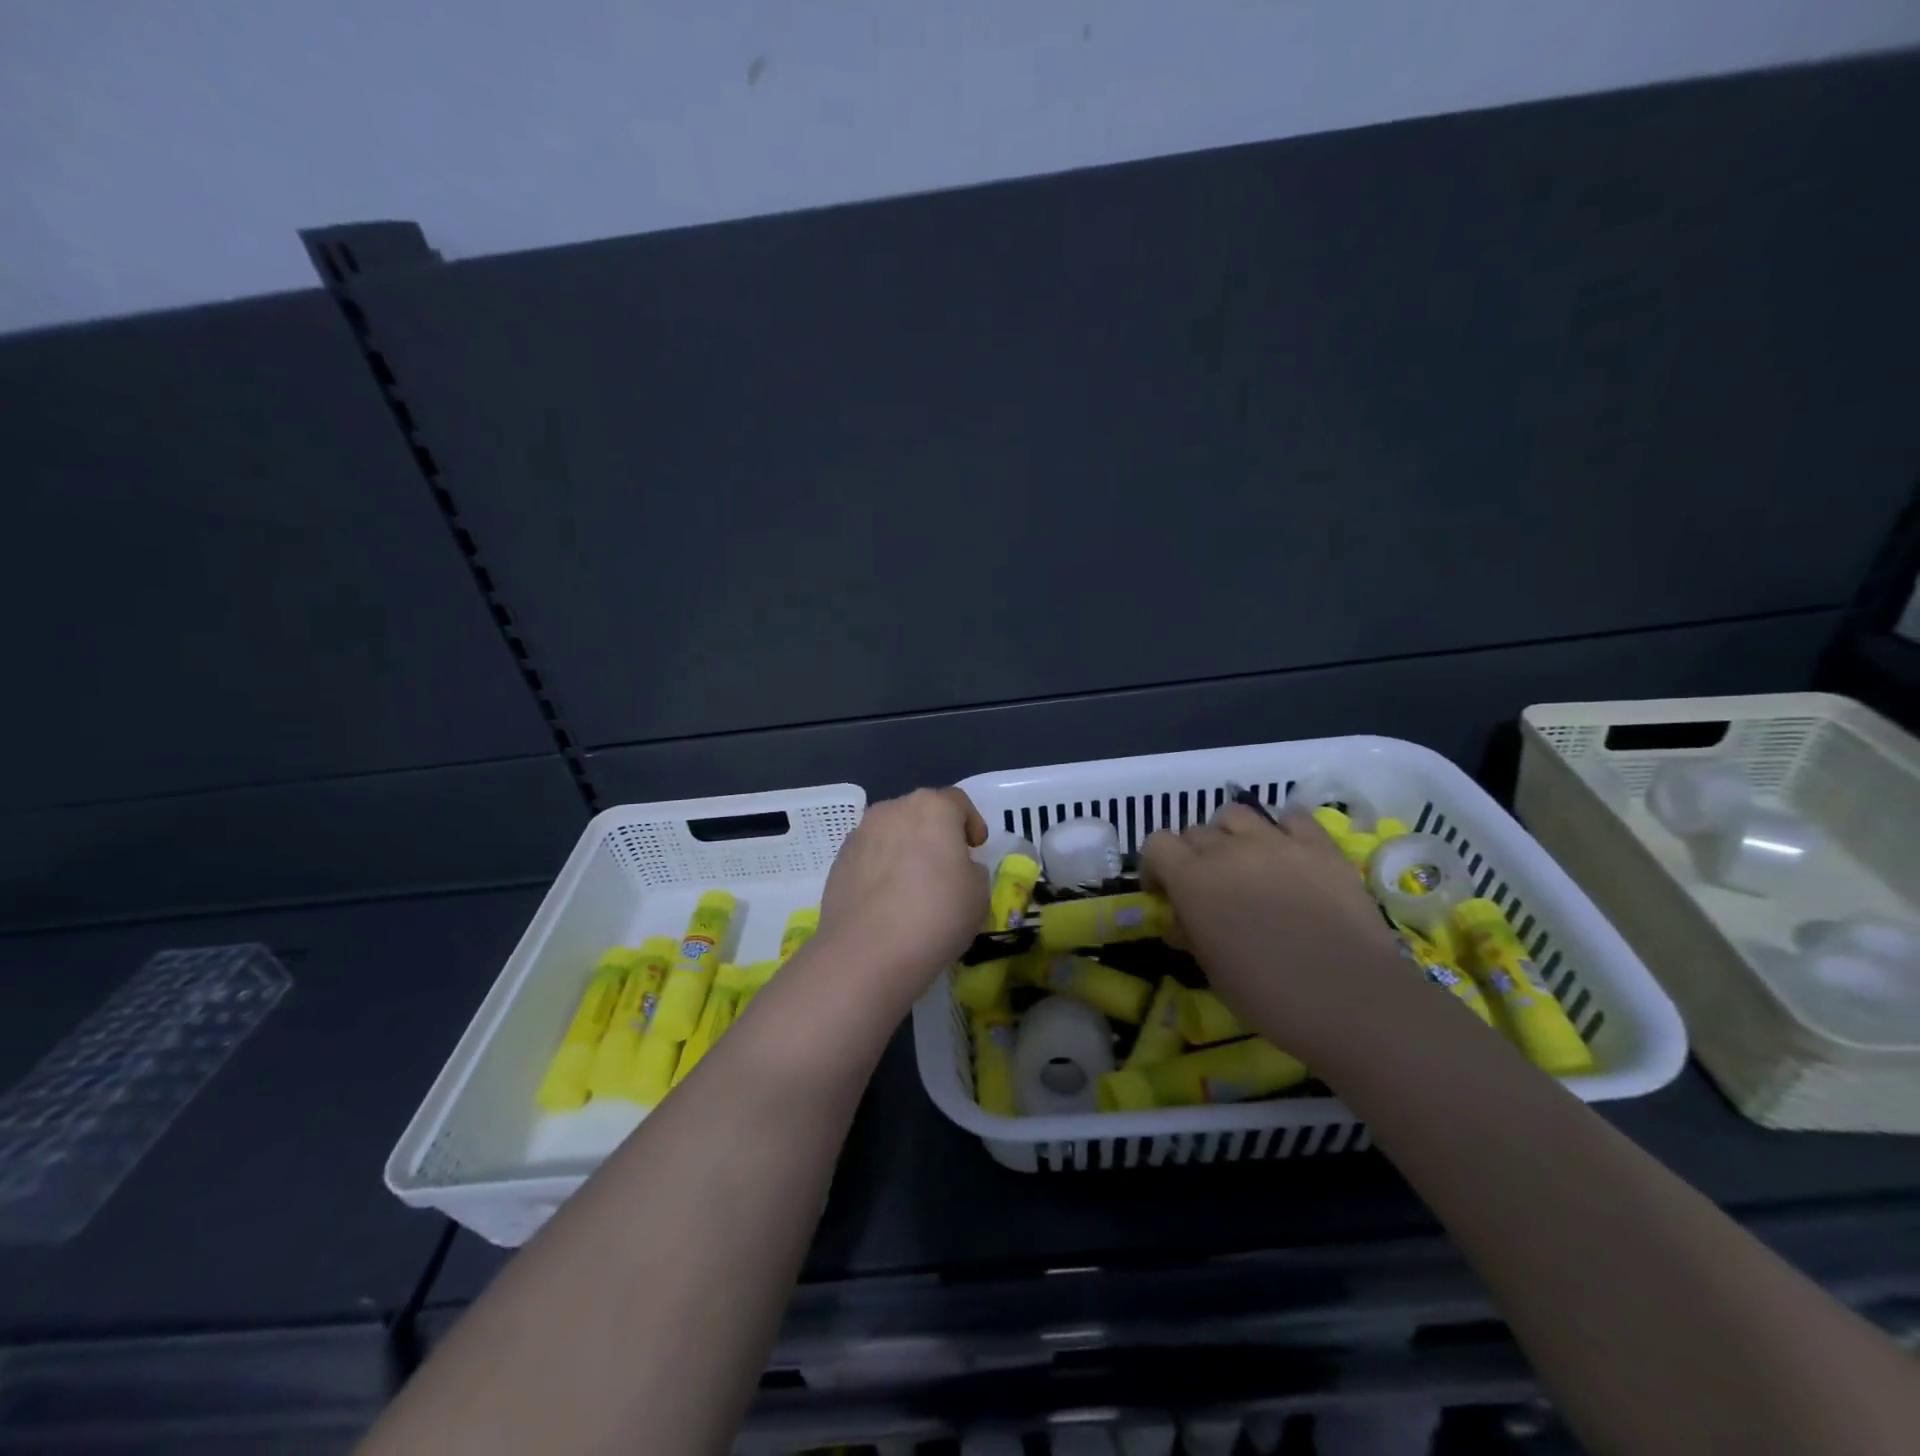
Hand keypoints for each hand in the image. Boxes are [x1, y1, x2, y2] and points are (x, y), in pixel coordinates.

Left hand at [816, 788, 988, 997]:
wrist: (867, 952)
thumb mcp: (978, 894)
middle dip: (935, 834)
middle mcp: (892, 810)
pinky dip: (881, 870)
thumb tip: (957, 868)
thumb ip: (972, 870)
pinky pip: (870, 857)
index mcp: (932, 807)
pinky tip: (887, 902)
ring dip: (905, 850)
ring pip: (892, 834)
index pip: (958, 802)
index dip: (971, 822)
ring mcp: (860, 834)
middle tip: (947, 866)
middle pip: (921, 813)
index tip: (975, 846)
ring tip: (914, 886)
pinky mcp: (838, 862)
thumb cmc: (936, 914)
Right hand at [1141, 803, 1407, 1059]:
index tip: (1165, 891)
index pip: (1156, 844)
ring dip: (1233, 835)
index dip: (1156, 865)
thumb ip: (1190, 934)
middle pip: (1196, 831)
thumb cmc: (1267, 995)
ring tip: (1247, 862)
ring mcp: (1276, 842)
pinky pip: (1292, 818)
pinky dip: (1283, 831)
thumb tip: (1182, 921)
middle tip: (1210, 887)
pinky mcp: (1320, 845)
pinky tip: (1289, 855)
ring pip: (1238, 814)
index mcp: (1192, 879)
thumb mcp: (1211, 970)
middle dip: (1194, 855)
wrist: (1350, 999)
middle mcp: (1228, 849)